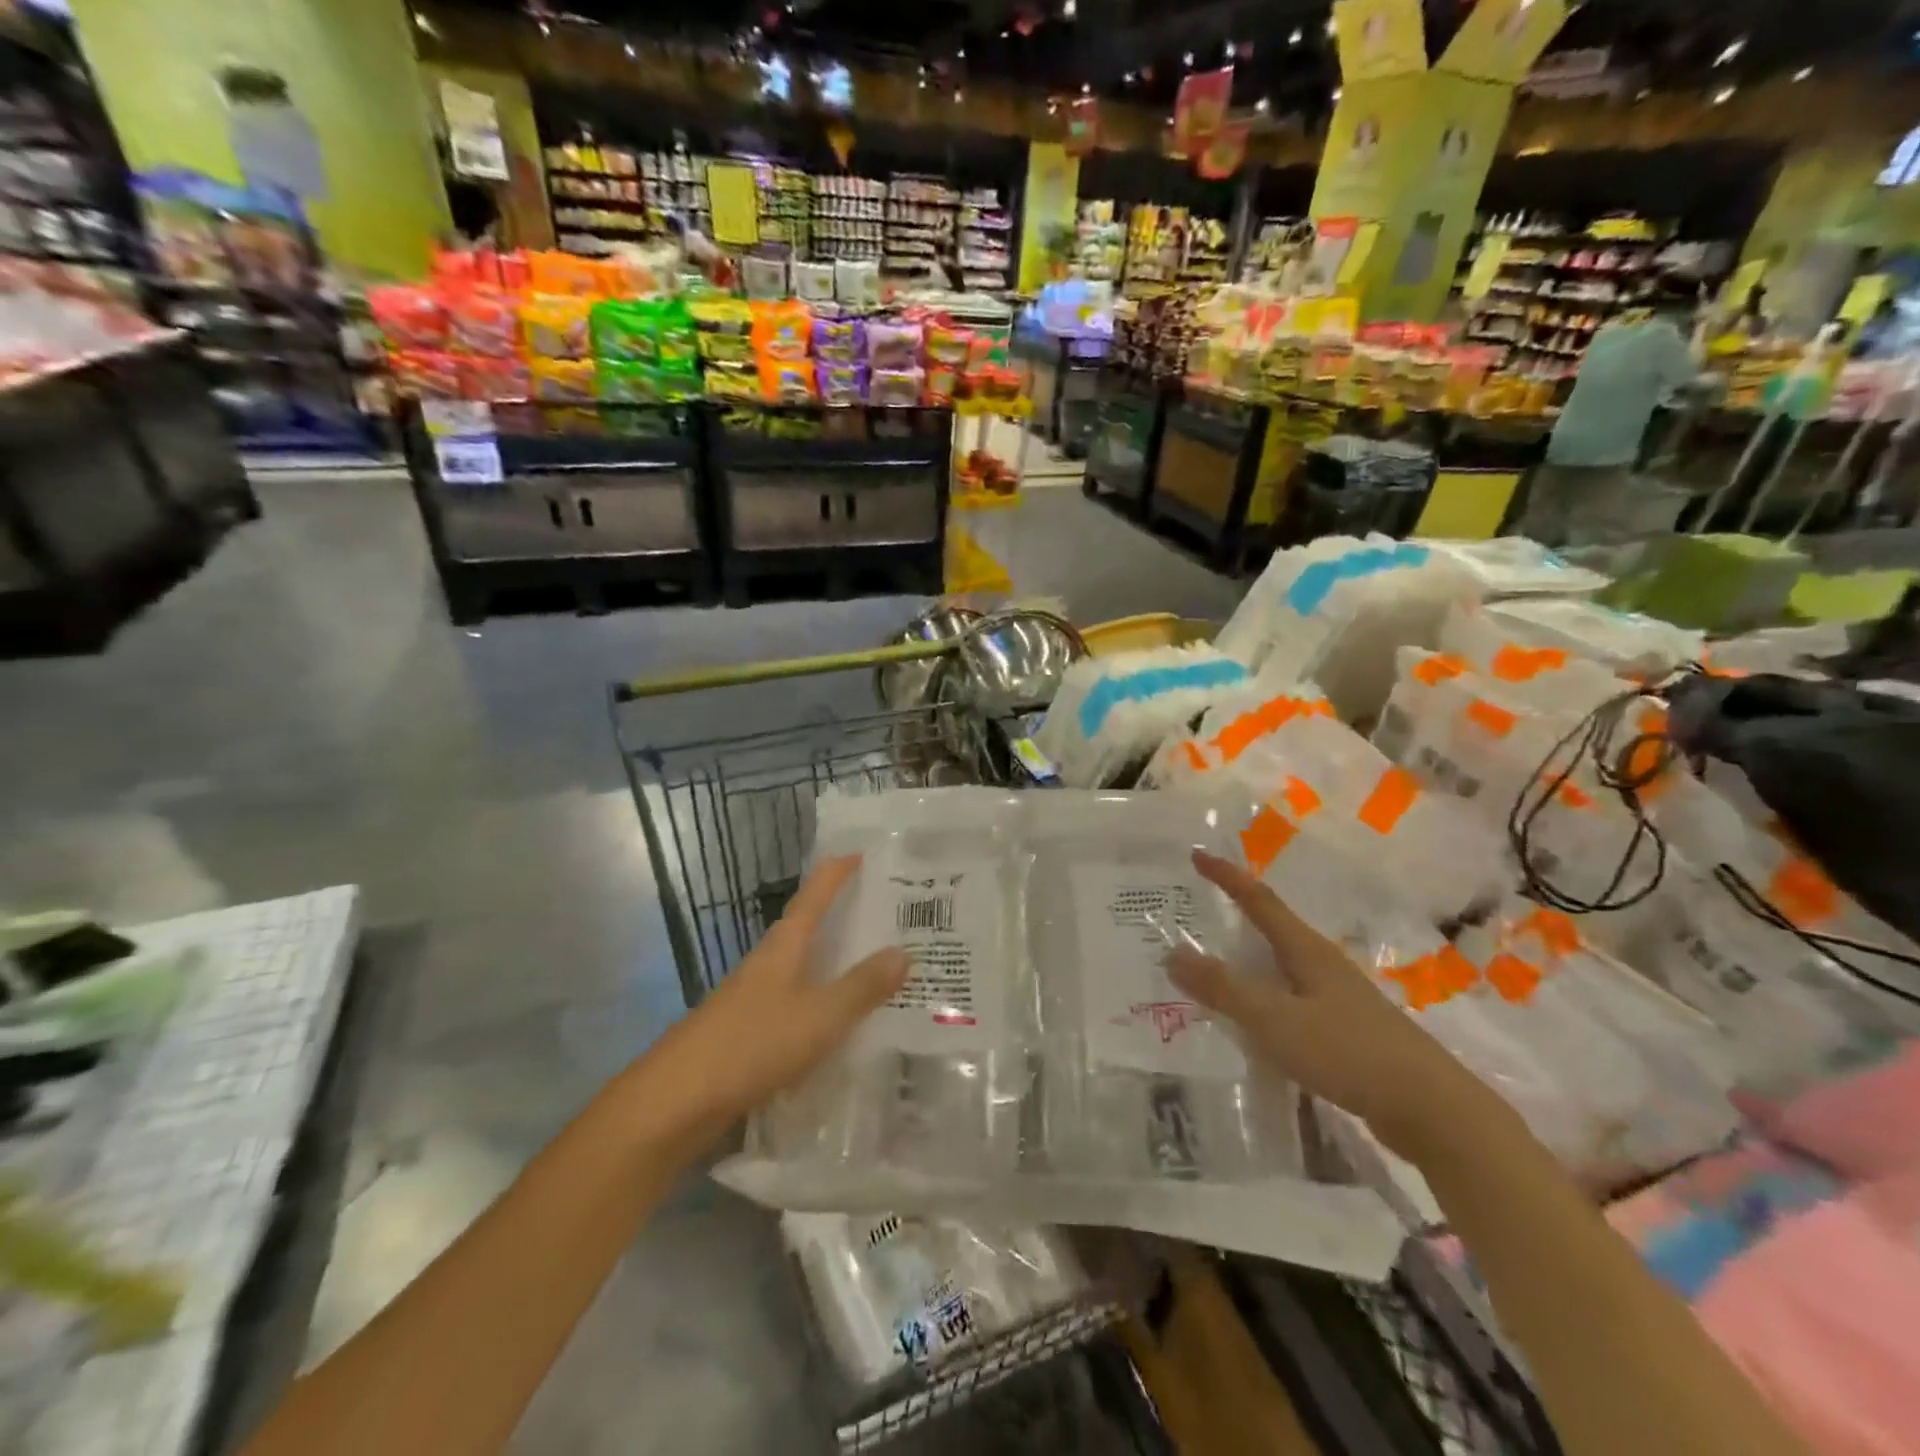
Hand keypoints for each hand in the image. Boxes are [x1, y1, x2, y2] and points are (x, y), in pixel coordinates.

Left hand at [627, 856, 907, 1143]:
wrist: (676, 1103)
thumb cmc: (751, 1045)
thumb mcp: (819, 1016)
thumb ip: (862, 986)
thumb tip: (904, 951)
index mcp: (783, 947)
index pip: (813, 896)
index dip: (836, 873)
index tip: (862, 854)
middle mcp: (767, 964)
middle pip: (807, 929)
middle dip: (842, 916)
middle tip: (885, 913)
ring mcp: (753, 999)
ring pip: (802, 968)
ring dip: (833, 962)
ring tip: (874, 966)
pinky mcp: (746, 1033)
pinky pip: (795, 1004)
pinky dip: (821, 1003)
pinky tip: (839, 1024)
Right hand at [1170, 851, 1503, 1162]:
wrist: (1433, 1110)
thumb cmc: (1349, 1052)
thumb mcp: (1275, 1020)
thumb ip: (1223, 989)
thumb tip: (1172, 953)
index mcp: (1307, 951)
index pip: (1259, 900)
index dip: (1227, 877)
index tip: (1198, 855)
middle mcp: (1324, 965)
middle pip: (1275, 928)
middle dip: (1238, 915)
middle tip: (1201, 910)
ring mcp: (1340, 999)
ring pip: (1284, 967)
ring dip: (1251, 961)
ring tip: (1218, 966)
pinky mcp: (1348, 1031)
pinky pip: (1293, 1000)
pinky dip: (1266, 998)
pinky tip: (1256, 1022)